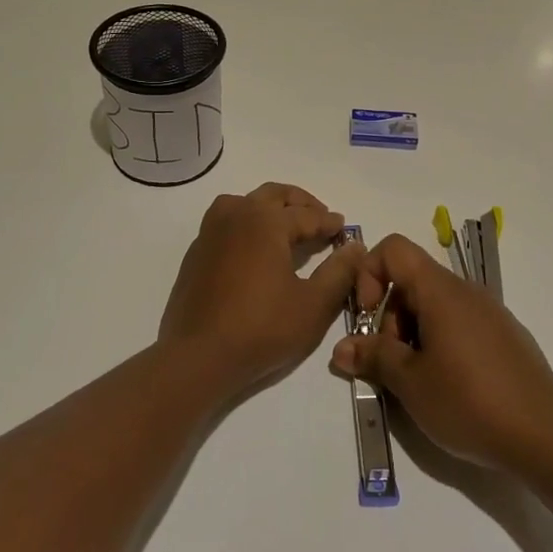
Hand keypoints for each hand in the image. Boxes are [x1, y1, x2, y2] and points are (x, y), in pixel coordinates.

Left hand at [158, 182, 362, 400]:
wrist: (198, 355)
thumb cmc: (261, 328)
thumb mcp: (313, 305)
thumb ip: (339, 272)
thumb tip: (355, 246)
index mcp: (266, 221)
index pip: (307, 215)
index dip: (329, 222)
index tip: (344, 229)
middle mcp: (237, 214)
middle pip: (274, 196)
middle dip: (301, 203)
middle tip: (320, 217)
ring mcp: (211, 231)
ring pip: (245, 202)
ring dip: (270, 206)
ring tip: (287, 226)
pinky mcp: (197, 251)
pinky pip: (227, 222)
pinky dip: (247, 223)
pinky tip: (254, 247)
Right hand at [328, 233, 552, 469]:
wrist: (547, 437)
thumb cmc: (470, 402)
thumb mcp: (411, 384)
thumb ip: (374, 358)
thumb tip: (341, 349)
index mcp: (441, 291)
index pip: (394, 249)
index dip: (370, 275)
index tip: (368, 320)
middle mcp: (466, 292)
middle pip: (412, 281)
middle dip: (389, 316)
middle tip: (390, 364)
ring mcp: (489, 313)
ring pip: (435, 306)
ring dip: (412, 334)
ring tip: (416, 381)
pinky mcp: (504, 337)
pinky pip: (459, 323)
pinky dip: (440, 343)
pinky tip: (448, 386)